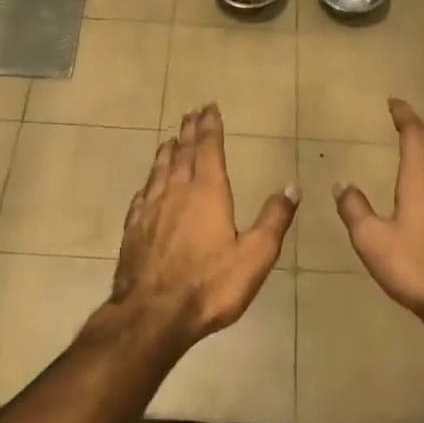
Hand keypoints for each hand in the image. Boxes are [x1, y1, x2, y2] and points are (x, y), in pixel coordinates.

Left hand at [110, 103, 298, 345]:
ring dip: (167, 152)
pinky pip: (142, 195)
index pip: (208, 150)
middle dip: (188, 132)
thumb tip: (290, 186)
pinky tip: (148, 185)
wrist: (152, 315)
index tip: (209, 107)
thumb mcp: (255, 256)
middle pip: (182, 154)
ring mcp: (150, 210)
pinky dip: (149, 182)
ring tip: (170, 140)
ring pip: (159, 171)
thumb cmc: (210, 285)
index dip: (210, 128)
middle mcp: (176, 193)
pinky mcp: (133, 230)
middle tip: (190, 113)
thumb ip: (274, 219)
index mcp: (207, 193)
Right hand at [335, 98, 423, 336]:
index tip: (394, 103)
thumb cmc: (417, 266)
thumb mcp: (372, 240)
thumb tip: (342, 183)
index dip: (404, 116)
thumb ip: (355, 209)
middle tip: (400, 133)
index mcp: (423, 178)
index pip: (414, 134)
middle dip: (415, 140)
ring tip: (409, 170)